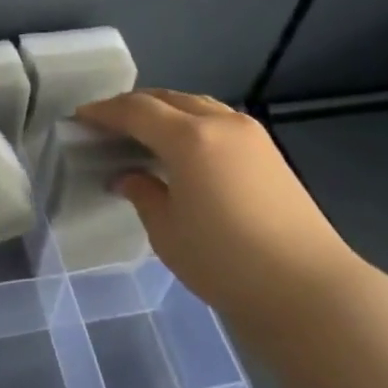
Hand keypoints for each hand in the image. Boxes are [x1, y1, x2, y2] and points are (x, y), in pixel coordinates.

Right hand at [75, 88, 359, 321]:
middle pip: (167, 99)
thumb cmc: (225, 262)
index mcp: (189, 137)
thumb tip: (127, 176)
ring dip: (165, 111)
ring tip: (141, 133)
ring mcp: (250, 133)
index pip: (136, 110)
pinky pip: (217, 120)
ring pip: (196, 105)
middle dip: (133, 107)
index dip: (104, 111)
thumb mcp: (167, 231)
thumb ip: (142, 193)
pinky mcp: (268, 151)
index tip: (80, 117)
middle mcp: (220, 122)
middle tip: (106, 124)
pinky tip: (181, 148)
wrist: (307, 288)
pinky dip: (191, 123)